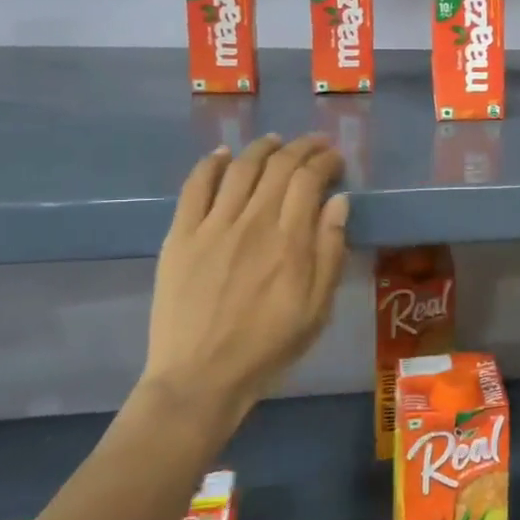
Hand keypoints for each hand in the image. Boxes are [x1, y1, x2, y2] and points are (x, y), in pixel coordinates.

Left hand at [142, 133, 348, 422]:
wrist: (200, 377)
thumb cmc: (268, 347)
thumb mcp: (317, 308)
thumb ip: (330, 251)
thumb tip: (339, 202)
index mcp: (289, 242)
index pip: (309, 180)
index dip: (325, 161)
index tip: (335, 160)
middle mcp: (252, 222)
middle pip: (278, 166)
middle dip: (302, 147)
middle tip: (315, 144)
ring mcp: (212, 226)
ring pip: (240, 168)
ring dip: (262, 147)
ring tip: (275, 141)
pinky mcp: (180, 235)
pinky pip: (195, 186)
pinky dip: (210, 164)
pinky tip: (223, 155)